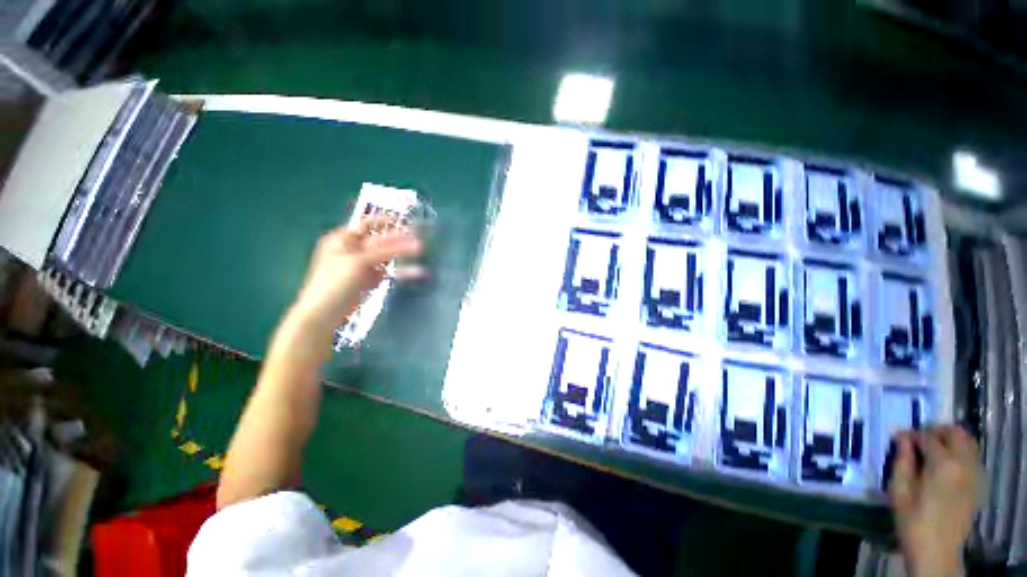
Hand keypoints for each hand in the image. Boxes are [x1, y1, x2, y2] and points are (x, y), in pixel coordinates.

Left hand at [294, 216, 421, 325]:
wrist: (323, 315)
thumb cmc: (334, 283)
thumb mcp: (359, 262)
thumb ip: (386, 250)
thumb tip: (414, 242)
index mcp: (342, 239)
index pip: (367, 224)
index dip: (387, 222)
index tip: (407, 222)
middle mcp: (352, 249)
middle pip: (380, 240)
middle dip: (400, 239)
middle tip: (419, 237)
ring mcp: (361, 266)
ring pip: (387, 256)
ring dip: (403, 254)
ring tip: (422, 251)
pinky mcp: (369, 280)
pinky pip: (388, 272)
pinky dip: (402, 272)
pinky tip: (417, 272)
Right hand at [889, 426, 979, 576]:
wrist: (937, 552)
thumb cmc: (913, 520)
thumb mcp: (899, 491)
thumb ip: (902, 460)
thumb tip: (902, 438)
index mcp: (942, 464)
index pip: (928, 436)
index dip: (911, 435)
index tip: (899, 439)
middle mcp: (963, 463)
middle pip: (956, 433)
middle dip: (936, 431)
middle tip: (918, 439)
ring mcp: (975, 475)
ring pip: (968, 443)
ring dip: (950, 440)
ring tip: (931, 450)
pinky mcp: (978, 484)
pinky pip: (972, 458)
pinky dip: (959, 453)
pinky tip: (945, 467)